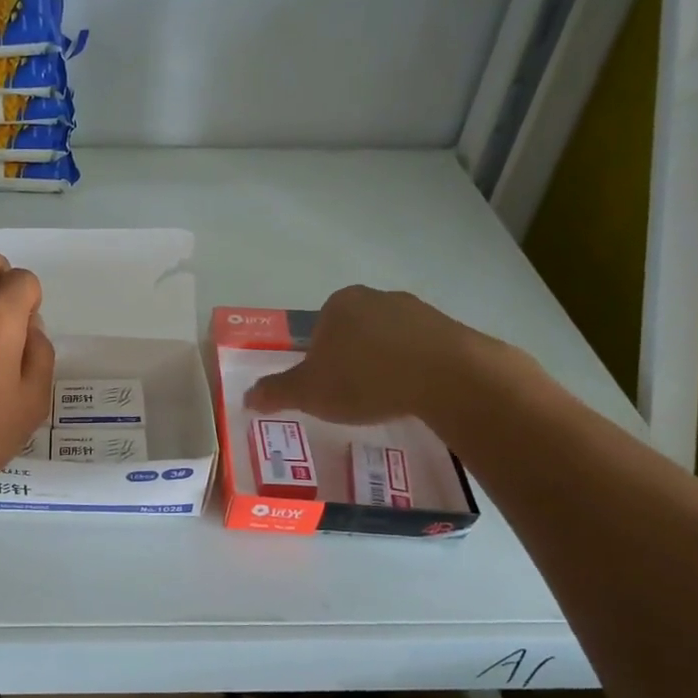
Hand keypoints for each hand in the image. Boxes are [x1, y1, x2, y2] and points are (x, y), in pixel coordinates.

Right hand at [244, 285, 505, 424]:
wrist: (446, 377)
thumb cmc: (364, 378)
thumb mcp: (307, 392)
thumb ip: (275, 392)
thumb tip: (247, 397)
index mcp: (338, 304)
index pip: (317, 331)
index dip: (317, 361)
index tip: (325, 388)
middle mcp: (376, 297)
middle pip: (352, 334)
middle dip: (350, 362)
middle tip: (352, 397)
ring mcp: (417, 310)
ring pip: (387, 342)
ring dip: (383, 366)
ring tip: (385, 400)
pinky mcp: (450, 329)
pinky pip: (421, 352)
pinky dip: (414, 371)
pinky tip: (414, 395)